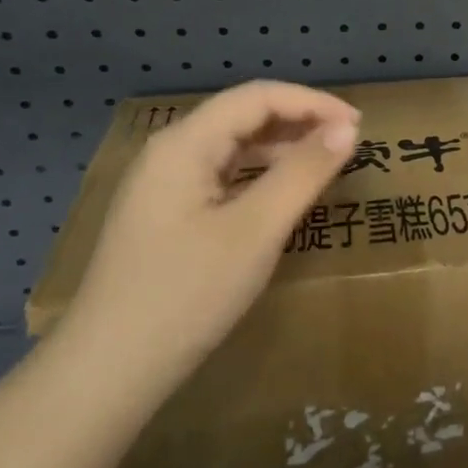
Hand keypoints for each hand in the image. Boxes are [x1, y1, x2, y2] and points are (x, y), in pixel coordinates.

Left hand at [56, 81, 360, 391]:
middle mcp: (169, 152)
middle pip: (242, 115)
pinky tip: (281, 195)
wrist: (108, 370)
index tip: (360, 125)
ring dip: (281, 147)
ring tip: (324, 164)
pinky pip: (220, 175)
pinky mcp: (163, 214)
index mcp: (185, 144)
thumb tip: (347, 129)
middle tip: (348, 143)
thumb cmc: (188, 293)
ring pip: (231, 146)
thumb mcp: (257, 229)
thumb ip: (303, 172)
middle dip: (299, 120)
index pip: (258, 97)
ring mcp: (162, 184)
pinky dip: (259, 174)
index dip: (313, 102)